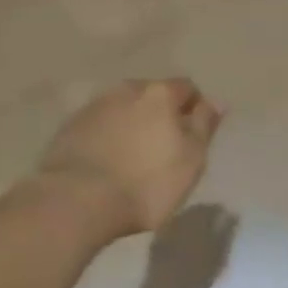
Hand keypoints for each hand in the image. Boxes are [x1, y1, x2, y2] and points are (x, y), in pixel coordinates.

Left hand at [33, 79, 222, 240]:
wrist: (76, 199)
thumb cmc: (145, 183)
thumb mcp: (190, 160)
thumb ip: (204, 126)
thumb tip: (216, 101)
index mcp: (159, 93)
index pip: (186, 88)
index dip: (194, 108)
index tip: (194, 136)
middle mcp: (128, 89)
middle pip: (153, 95)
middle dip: (160, 114)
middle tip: (163, 147)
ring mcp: (96, 104)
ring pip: (124, 107)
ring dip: (133, 123)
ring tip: (134, 155)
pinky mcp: (72, 125)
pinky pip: (100, 123)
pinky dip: (108, 135)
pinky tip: (107, 160)